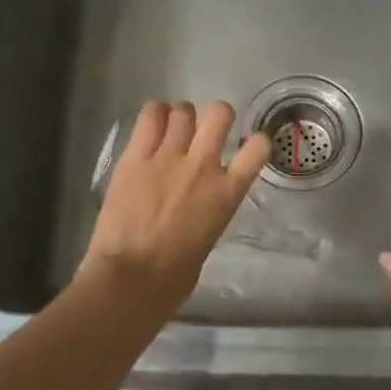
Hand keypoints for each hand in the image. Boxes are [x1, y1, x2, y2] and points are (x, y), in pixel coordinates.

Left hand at [79, 100, 269, 318]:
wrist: (132, 278)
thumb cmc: (174, 276)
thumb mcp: (208, 239)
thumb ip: (209, 212)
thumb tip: (199, 206)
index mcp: (227, 193)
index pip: (258, 148)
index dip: (256, 141)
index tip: (248, 145)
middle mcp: (203, 166)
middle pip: (220, 114)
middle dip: (218, 116)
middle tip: (207, 129)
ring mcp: (168, 157)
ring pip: (183, 111)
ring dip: (182, 116)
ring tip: (174, 127)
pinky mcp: (135, 157)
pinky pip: (149, 117)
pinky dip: (155, 114)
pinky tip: (153, 122)